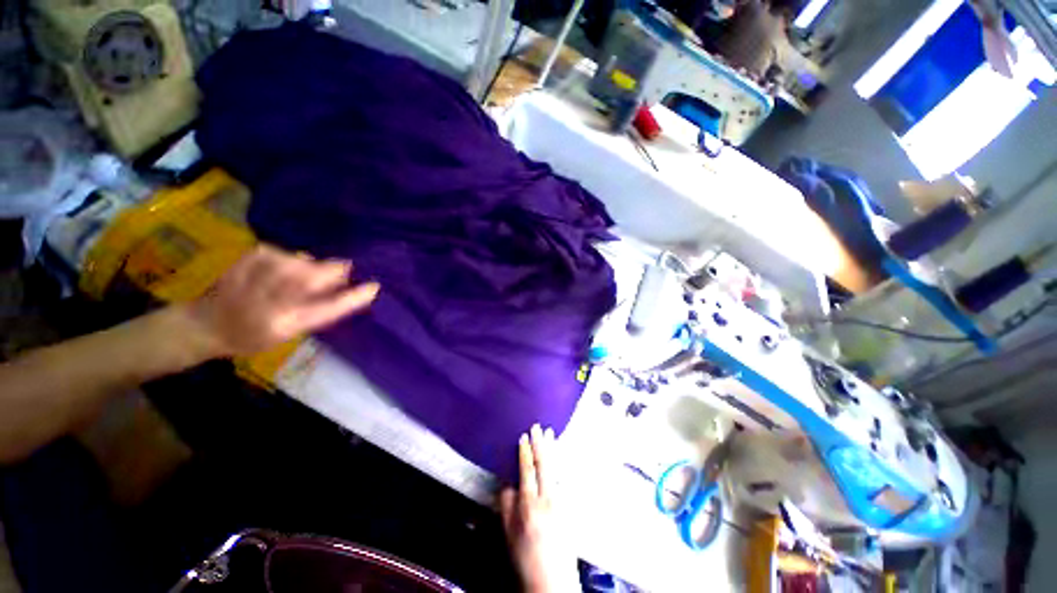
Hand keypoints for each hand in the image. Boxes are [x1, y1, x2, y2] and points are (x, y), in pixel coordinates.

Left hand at [186, 245, 379, 356]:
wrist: (204, 327)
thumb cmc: (252, 336)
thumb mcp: (288, 332)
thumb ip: (316, 310)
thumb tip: (342, 285)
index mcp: (283, 325)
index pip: (326, 310)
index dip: (352, 298)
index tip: (373, 287)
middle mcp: (267, 303)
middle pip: (310, 280)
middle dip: (332, 271)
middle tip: (345, 267)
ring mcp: (252, 280)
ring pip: (296, 263)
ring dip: (310, 265)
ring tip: (311, 270)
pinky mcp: (243, 262)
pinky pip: (277, 253)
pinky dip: (288, 257)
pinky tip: (286, 263)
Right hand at [500, 425, 578, 592]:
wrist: (552, 581)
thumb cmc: (525, 558)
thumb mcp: (508, 534)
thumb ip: (506, 505)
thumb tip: (508, 482)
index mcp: (529, 505)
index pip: (526, 470)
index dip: (524, 452)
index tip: (524, 436)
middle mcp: (547, 499)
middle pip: (543, 464)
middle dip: (540, 444)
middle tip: (538, 427)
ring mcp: (561, 502)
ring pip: (556, 468)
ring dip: (552, 449)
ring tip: (551, 434)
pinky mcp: (570, 507)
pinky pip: (564, 478)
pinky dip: (561, 463)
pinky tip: (560, 456)